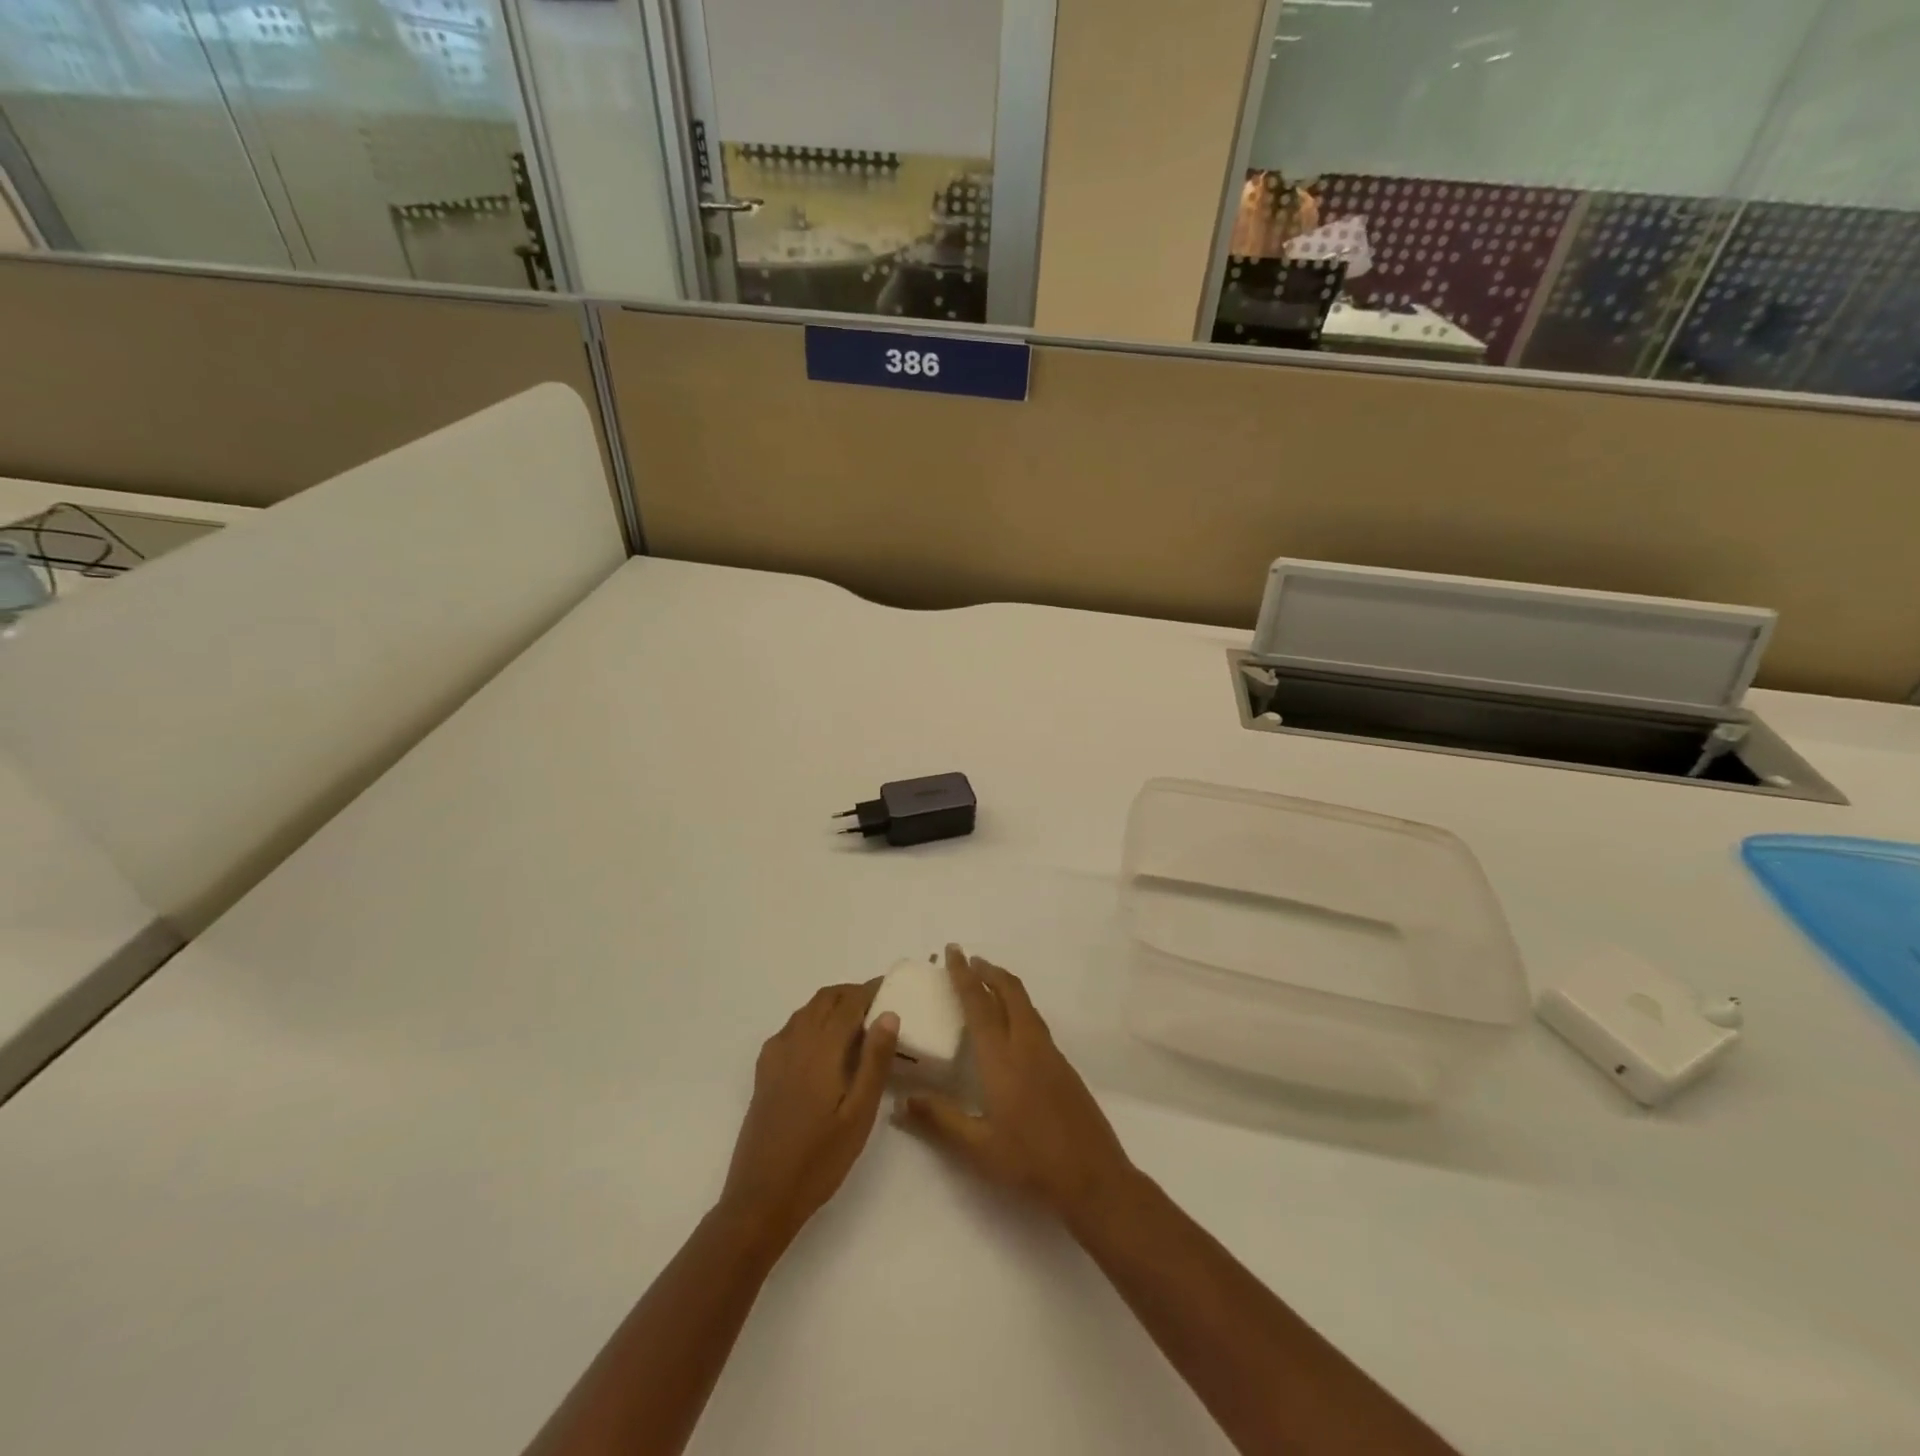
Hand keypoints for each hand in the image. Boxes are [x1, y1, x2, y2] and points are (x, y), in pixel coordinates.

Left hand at [719, 982, 898, 1245]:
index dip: (870, 990)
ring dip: (831, 1005)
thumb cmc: (819, 1159)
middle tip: (878, 1003)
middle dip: (851, 993)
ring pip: (806, 1011)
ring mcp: (775, 1056)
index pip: (848, 1003)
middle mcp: (795, 1042)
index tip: (891, 987)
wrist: (761, 1198)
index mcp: (821, 1049)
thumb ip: (874, 1061)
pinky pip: (790, 1029)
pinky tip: (822, 1045)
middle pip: (824, 999)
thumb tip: (889, 1014)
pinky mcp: (764, 1073)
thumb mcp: (859, 1114)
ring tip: (856, 1021)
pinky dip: (811, 1021)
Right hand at [897, 945, 1136, 1224]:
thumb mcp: (978, 1149)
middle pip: (1009, 992)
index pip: (979, 1004)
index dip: (964, 976)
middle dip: (987, 970)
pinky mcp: (1063, 1066)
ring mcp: (1050, 1054)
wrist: (1094, 1177)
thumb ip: (940, 1120)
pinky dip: (1018, 1006)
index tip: (953, 952)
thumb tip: (901, 1102)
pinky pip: (1035, 1020)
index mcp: (1002, 1059)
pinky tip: (1011, 1024)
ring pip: (1025, 1004)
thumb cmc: (1031, 1163)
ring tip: (986, 982)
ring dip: (1004, 985)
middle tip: (968, 959)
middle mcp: (1027, 1045)